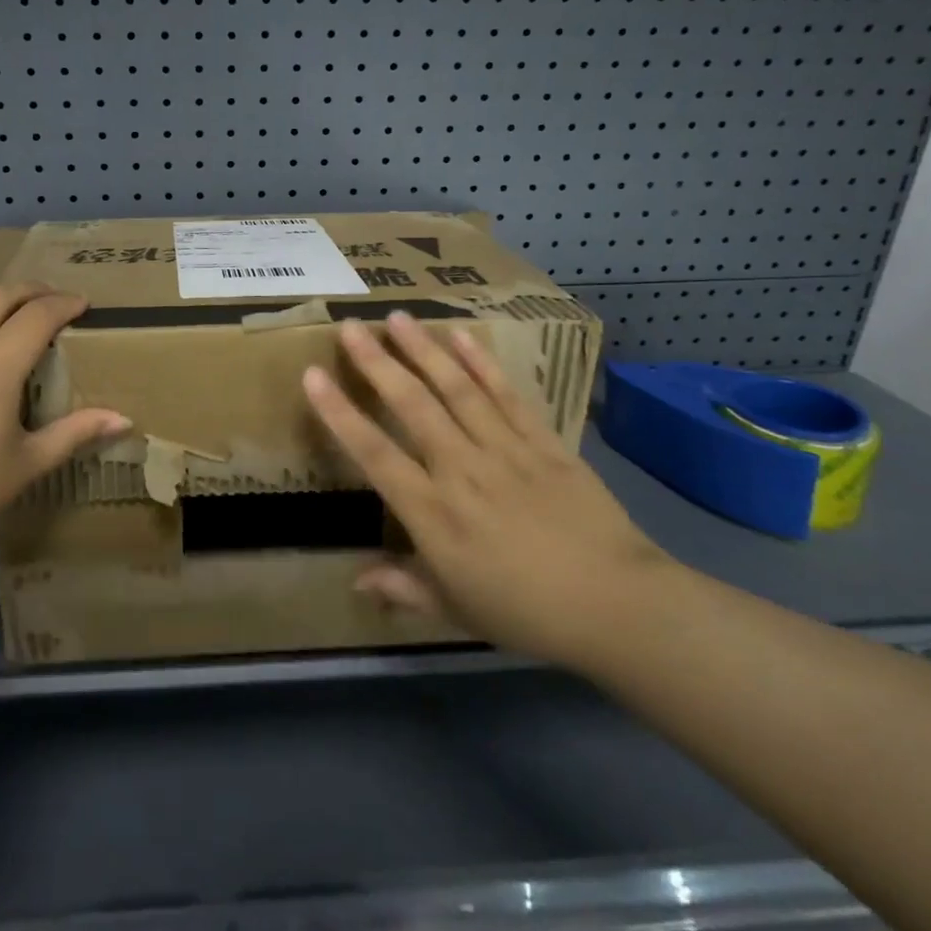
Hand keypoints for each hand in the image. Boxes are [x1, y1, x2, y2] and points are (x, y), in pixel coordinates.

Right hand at [302, 312, 674, 669]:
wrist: (617, 605)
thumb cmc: (526, 612)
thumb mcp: (456, 610)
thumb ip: (404, 589)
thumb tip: (356, 580)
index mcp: (434, 514)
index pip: (375, 454)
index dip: (340, 414)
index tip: (313, 376)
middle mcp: (462, 470)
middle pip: (413, 406)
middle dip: (378, 363)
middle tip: (351, 326)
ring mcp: (505, 450)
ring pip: (456, 389)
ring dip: (424, 350)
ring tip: (398, 318)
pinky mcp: (543, 442)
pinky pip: (507, 395)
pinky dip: (483, 363)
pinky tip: (462, 335)